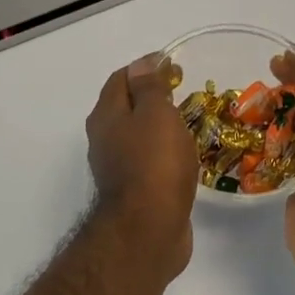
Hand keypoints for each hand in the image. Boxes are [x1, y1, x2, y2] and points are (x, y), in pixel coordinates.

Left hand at [86, 54, 198, 273]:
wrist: (147, 231)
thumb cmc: (153, 165)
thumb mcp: (155, 115)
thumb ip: (149, 87)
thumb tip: (143, 63)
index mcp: (106, 116)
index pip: (121, 78)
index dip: (145, 67)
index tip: (174, 65)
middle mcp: (104, 139)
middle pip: (126, 106)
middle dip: (151, 95)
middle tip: (184, 92)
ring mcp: (116, 167)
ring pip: (137, 135)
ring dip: (158, 125)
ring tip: (189, 121)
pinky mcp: (133, 191)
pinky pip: (148, 161)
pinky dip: (163, 151)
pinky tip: (184, 156)